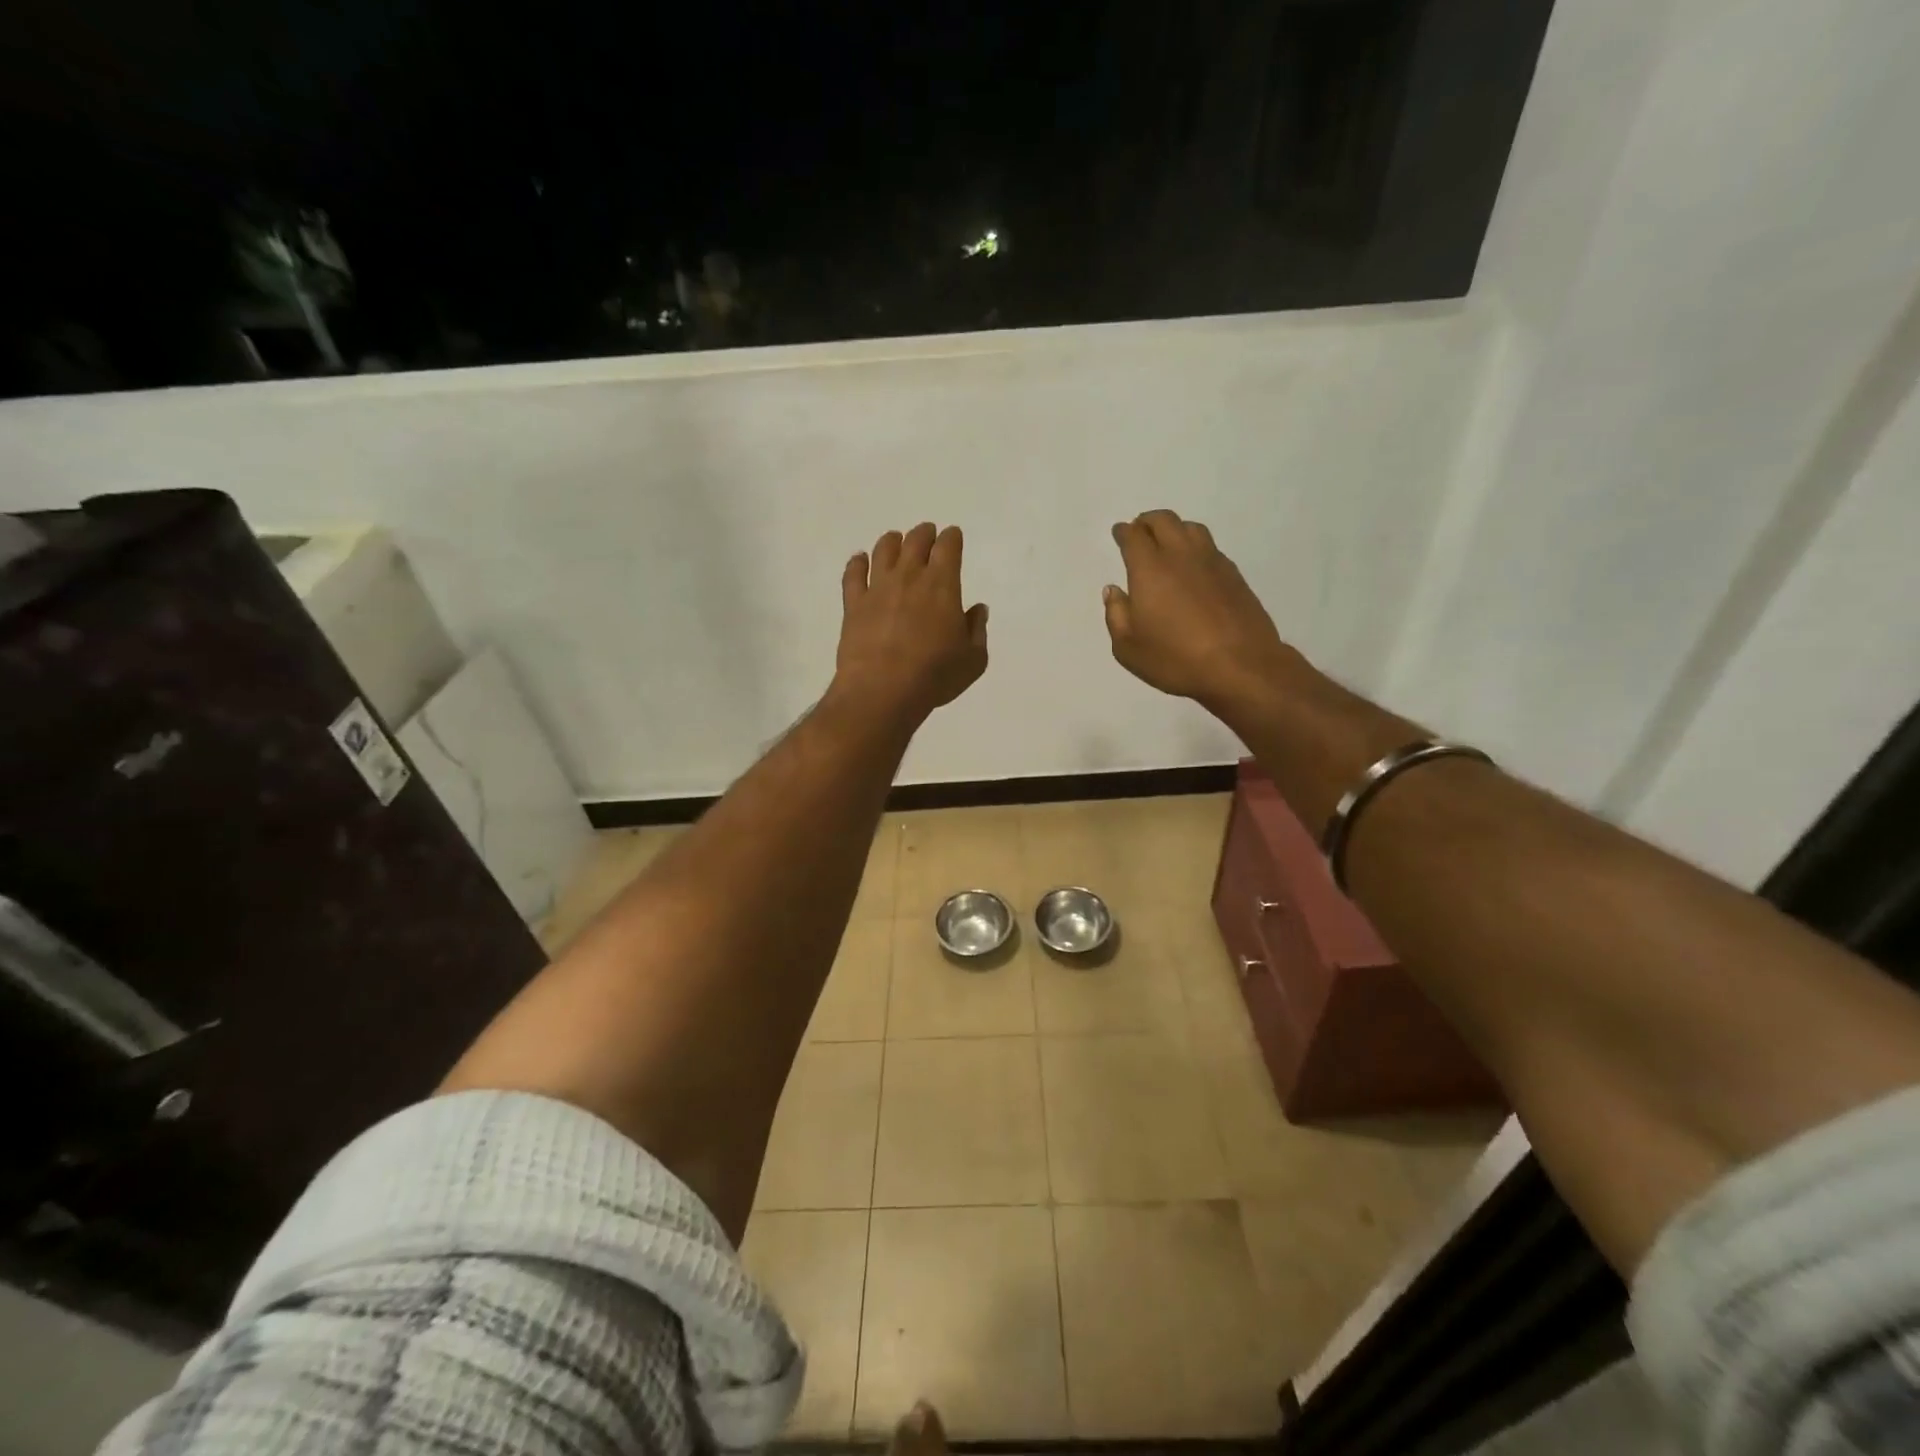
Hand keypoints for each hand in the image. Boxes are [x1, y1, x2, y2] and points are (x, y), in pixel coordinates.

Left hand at [834, 522, 988, 723]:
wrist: (882, 690)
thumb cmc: (935, 675)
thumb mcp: (973, 660)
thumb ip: (977, 630)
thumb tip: (977, 610)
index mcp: (943, 585)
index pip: (948, 547)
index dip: (952, 538)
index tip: (953, 537)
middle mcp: (909, 577)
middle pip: (916, 541)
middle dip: (925, 534)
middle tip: (927, 535)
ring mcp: (878, 588)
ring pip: (884, 550)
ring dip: (892, 541)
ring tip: (896, 542)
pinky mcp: (853, 604)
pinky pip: (853, 574)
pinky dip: (857, 563)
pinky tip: (859, 560)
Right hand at [1103, 509, 1304, 711]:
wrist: (1240, 666)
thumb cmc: (1175, 659)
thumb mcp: (1128, 647)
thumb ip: (1116, 614)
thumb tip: (1113, 590)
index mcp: (1150, 569)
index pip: (1134, 537)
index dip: (1124, 532)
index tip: (1119, 532)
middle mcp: (1181, 555)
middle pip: (1164, 521)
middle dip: (1147, 521)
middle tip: (1140, 530)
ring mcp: (1212, 562)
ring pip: (1191, 528)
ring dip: (1174, 528)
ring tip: (1167, 542)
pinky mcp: (1234, 575)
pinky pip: (1210, 547)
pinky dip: (1195, 546)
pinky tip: (1193, 565)